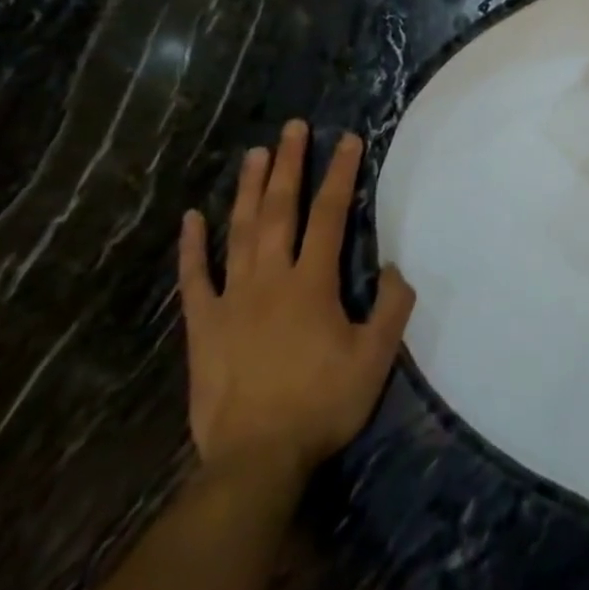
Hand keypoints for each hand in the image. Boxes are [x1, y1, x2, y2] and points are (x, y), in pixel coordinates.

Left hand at [177, 122, 415, 499]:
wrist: (255, 461)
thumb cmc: (321, 405)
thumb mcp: (375, 359)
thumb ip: (392, 308)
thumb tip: (396, 267)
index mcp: (313, 283)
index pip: (330, 215)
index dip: (340, 174)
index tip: (348, 140)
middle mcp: (271, 279)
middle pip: (281, 210)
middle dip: (289, 165)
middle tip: (293, 128)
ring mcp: (232, 300)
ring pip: (241, 232)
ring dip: (249, 190)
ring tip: (255, 154)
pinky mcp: (204, 326)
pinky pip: (195, 279)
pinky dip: (192, 247)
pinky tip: (192, 218)